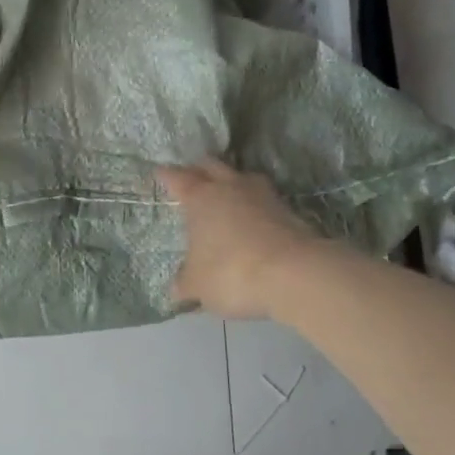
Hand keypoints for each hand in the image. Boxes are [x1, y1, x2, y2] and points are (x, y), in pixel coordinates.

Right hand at [157, 159, 315, 319]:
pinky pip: (264, 199)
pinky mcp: (289, 210)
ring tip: (225, 194)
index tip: (159, 173)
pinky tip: (252, 218)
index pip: (177, 178)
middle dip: (199, 169)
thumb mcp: (198, 285)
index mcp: (200, 198)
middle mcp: (230, 187)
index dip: (166, 175)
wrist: (295, 274)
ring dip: (231, 182)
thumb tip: (178, 288)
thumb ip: (185, 283)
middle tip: (192, 177)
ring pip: (242, 177)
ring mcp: (263, 195)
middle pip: (211, 166)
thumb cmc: (232, 272)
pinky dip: (255, 205)